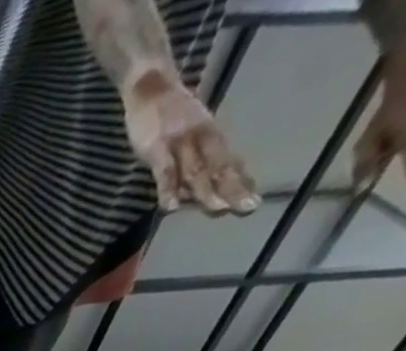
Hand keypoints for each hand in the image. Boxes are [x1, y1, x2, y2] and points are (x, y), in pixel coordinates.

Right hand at [122, 66, 258, 215]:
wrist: (152, 86)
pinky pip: (164, 172)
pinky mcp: (156, 148)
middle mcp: (201, 139)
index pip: (229, 162)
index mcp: (210, 137)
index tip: (253, 201)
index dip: (241, 181)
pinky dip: (168, 190)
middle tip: (247, 208)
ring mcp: (179, 143)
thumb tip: (193, 192)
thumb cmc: (169, 114)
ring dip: (207, 192)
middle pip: (218, 168)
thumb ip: (192, 159)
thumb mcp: (188, 132)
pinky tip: (172, 208)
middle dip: (233, 189)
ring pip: (195, 171)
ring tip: (219, 210)